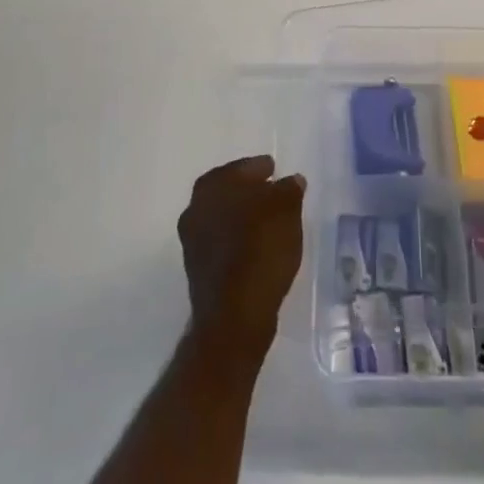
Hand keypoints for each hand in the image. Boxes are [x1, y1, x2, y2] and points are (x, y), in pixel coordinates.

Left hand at [177, 156, 305, 356]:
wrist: (234, 315)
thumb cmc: (261, 249)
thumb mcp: (287, 210)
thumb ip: (289, 189)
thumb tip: (291, 181)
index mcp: (214, 184)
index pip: (244, 167)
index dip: (262, 169)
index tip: (276, 172)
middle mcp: (196, 206)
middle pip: (230, 190)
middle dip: (250, 192)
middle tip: (274, 195)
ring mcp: (192, 239)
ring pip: (224, 217)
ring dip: (243, 217)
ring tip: (270, 223)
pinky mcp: (197, 268)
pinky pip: (222, 242)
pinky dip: (238, 239)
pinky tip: (257, 247)